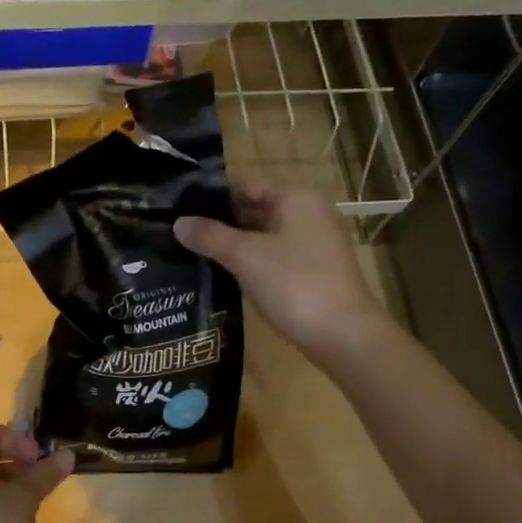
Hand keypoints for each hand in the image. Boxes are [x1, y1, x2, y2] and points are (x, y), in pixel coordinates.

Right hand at [174, 183, 391, 365]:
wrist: (343, 336)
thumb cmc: (294, 284)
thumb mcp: (246, 256)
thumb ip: (210, 236)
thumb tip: (178, 223)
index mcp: (297, 199)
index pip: (246, 187)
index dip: (212, 197)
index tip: (180, 210)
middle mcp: (310, 215)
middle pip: (256, 210)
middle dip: (221, 224)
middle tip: (181, 235)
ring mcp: (315, 246)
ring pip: (264, 238)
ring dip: (234, 247)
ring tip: (193, 255)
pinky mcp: (314, 273)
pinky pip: (275, 260)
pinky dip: (251, 265)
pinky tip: (225, 277)